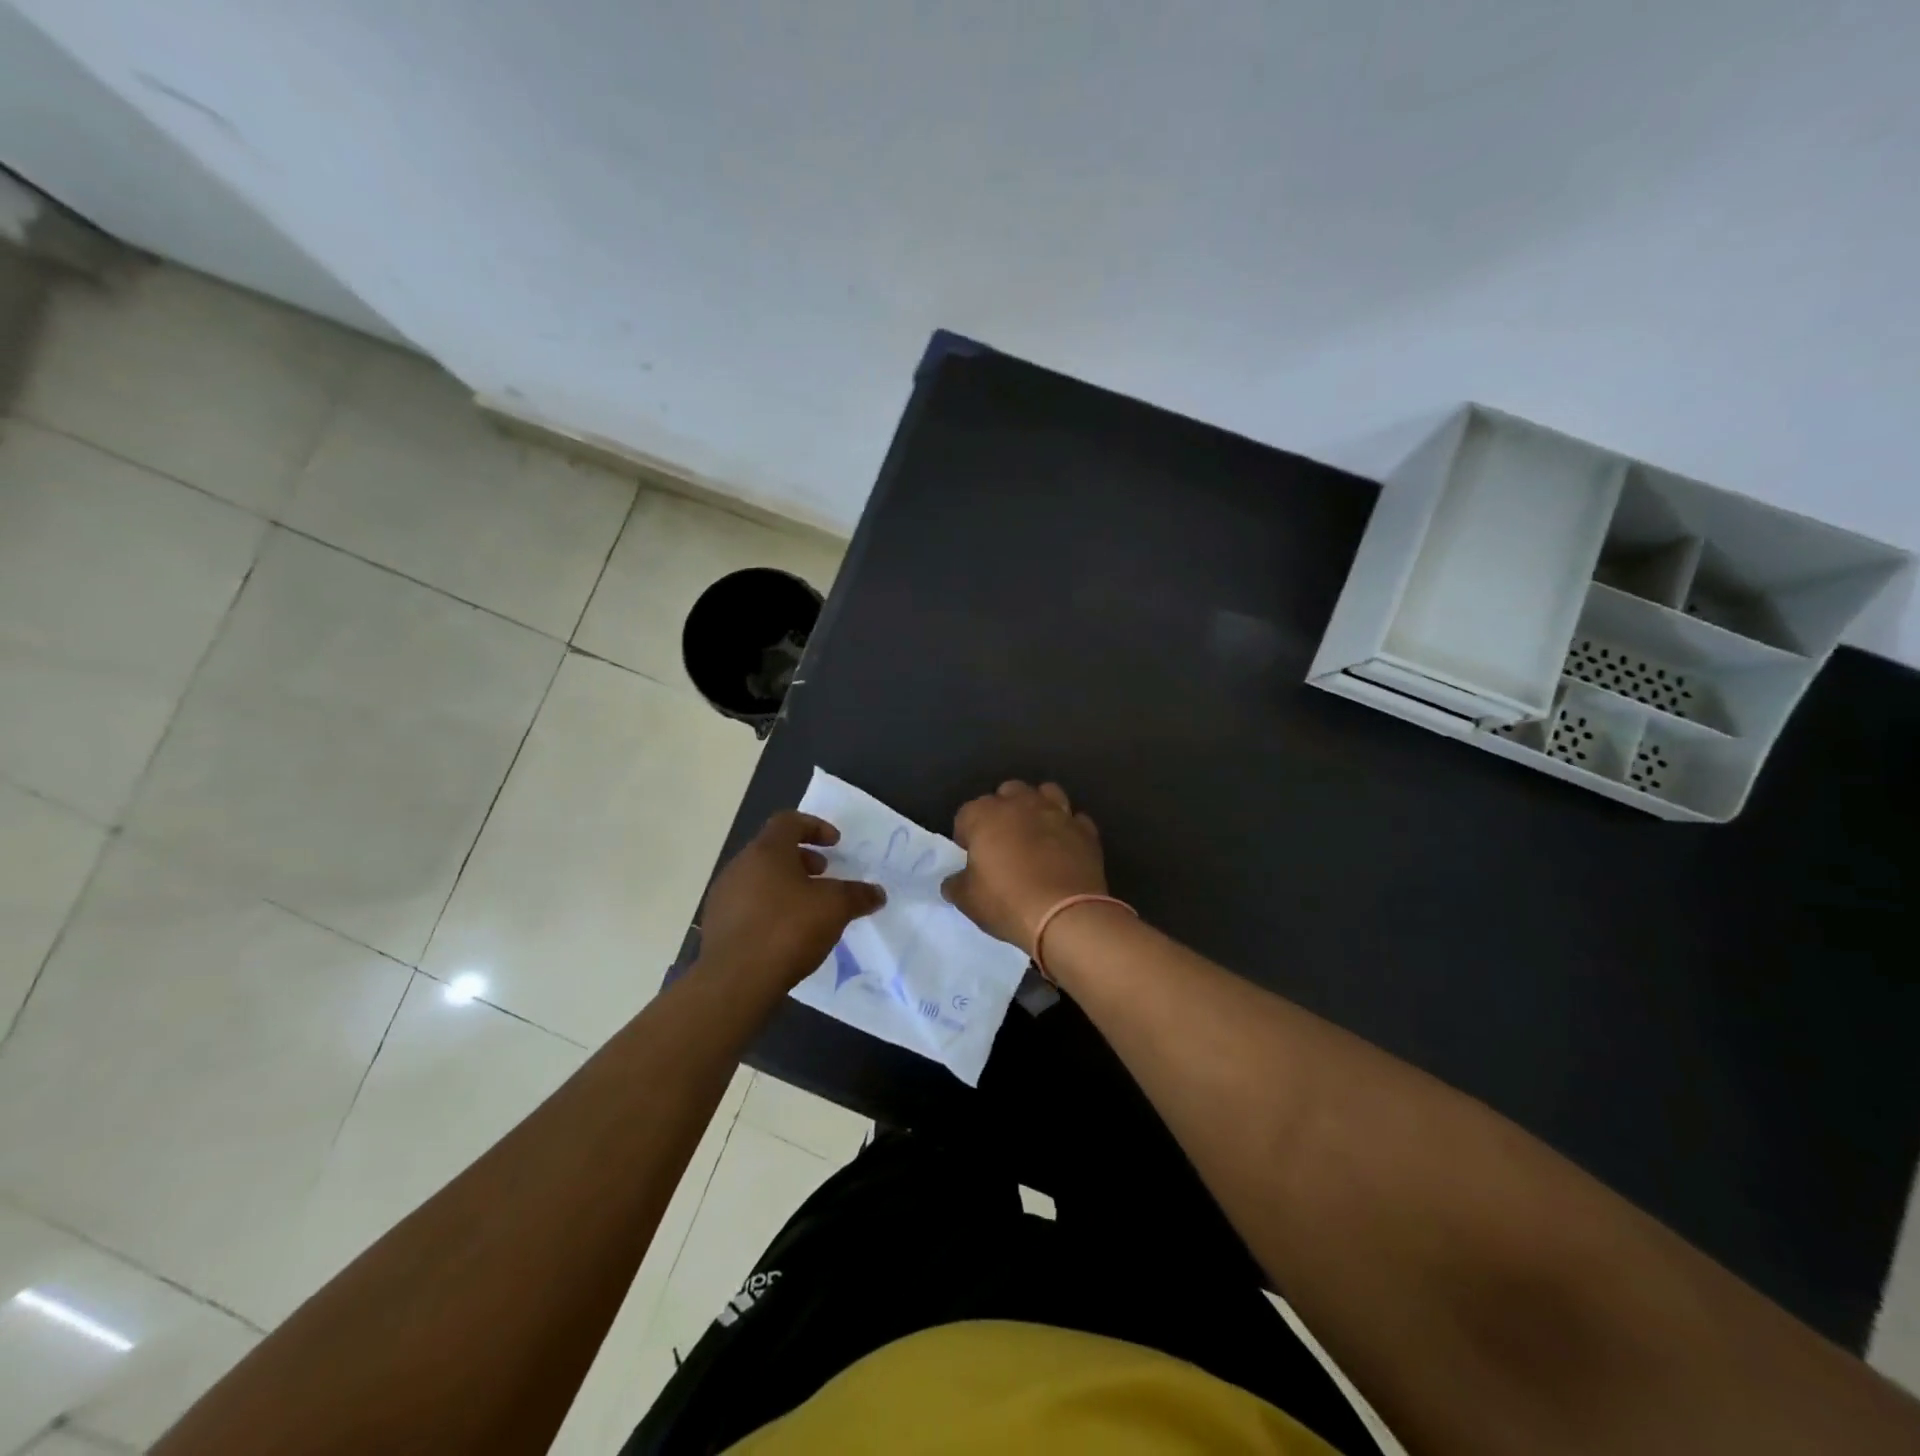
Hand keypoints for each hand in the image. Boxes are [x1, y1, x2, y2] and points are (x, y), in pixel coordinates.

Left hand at [700, 811, 884, 987]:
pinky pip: (748, 906)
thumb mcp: (835, 908)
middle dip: (802, 859)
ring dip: (785, 885)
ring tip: (808, 908)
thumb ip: (858, 895)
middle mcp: (739, 866)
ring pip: (759, 878)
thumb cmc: (787, 929)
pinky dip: (770, 909)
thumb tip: (877, 893)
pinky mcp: (716, 926)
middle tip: (824, 875)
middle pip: (773, 850)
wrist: (733, 982)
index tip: (834, 844)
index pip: (789, 821)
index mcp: (766, 851)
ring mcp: (723, 897)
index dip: (815, 827)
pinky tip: (787, 934)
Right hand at [943, 781, 1107, 952]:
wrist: (1065, 915)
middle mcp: (1021, 803)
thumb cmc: (1007, 902)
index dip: (965, 835)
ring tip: (1035, 834)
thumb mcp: (967, 900)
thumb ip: (955, 884)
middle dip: (1002, 811)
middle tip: (1002, 842)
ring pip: (1045, 793)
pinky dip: (1067, 829)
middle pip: (1007, 793)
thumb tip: (954, 881)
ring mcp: (1057, 812)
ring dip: (1038, 808)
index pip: (966, 814)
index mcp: (985, 814)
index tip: (971, 857)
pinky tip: (1064, 847)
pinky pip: (1074, 819)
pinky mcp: (1085, 829)